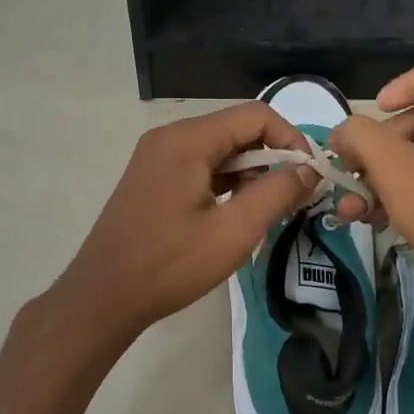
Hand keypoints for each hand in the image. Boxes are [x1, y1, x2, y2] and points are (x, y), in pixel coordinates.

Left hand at [50, 102, 321, 344]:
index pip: (256, 116)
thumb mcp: (233, 231)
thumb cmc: (170, 264)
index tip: (310, 177)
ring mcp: (157, 157)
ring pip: (220, 150)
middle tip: (295, 198)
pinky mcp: (153, 178)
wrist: (103, 296)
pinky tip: (238, 214)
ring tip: (270, 211)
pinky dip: (227, 183)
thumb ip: (277, 193)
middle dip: (273, 159)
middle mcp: (170, 137)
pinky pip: (201, 167)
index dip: (291, 140)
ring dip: (252, 174)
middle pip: (237, 130)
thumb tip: (309, 170)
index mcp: (187, 139)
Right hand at [328, 64, 413, 335]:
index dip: (412, 81)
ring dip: (381, 179)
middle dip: (380, 145)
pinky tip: (370, 222)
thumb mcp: (396, 168)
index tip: (378, 108)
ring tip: (350, 206)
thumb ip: (361, 138)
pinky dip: (400, 201)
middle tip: (350, 168)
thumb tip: (343, 132)